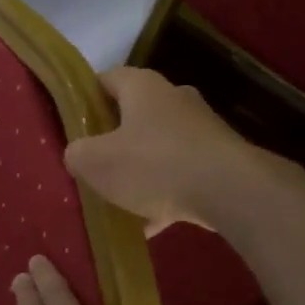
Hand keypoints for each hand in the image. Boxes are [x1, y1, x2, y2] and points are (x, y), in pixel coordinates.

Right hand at [64, 67, 260, 233]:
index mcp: (142, 86)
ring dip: (140, 170)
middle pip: (133, 113)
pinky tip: (151, 226)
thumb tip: (78, 154)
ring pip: (159, 146)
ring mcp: (201, 128)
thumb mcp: (97, 162)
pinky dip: (166, 193)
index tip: (72, 125)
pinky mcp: (220, 158)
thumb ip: (77, 154)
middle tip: (94, 163)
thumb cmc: (154, 165)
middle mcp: (174, 97)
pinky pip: (182, 173)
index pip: (105, 79)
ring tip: (120, 201)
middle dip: (113, 138)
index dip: (85, 99)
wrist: (231, 191)